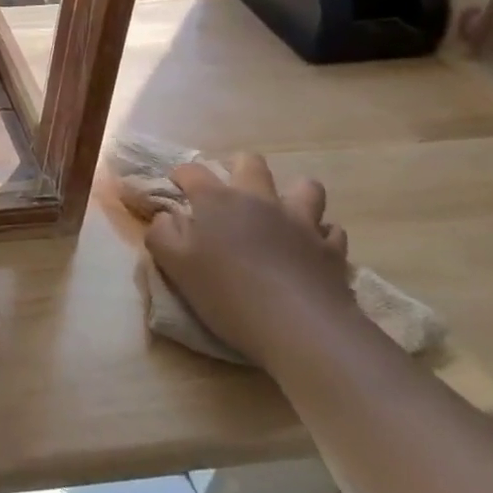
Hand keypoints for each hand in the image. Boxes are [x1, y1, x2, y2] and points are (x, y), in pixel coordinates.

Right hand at [144, 154, 351, 365]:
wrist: (300, 329)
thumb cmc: (228, 294)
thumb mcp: (175, 265)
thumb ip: (161, 233)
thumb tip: (165, 217)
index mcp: (217, 200)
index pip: (192, 171)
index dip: (181, 175)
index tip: (176, 188)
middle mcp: (259, 200)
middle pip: (251, 163)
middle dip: (238, 168)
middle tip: (230, 195)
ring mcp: (300, 222)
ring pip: (304, 187)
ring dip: (292, 196)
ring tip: (281, 216)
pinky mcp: (331, 250)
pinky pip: (331, 230)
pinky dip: (320, 235)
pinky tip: (311, 249)